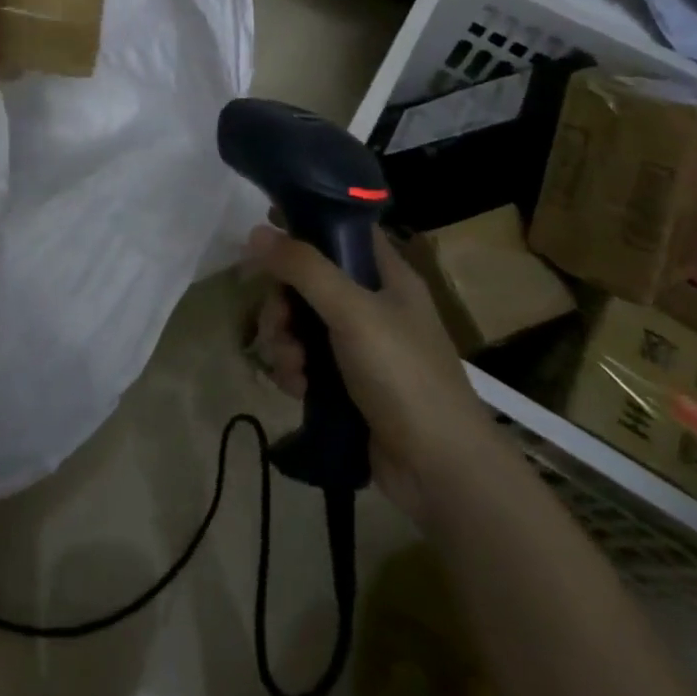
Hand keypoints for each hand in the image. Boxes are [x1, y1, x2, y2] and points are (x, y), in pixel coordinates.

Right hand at [250, 225, 504, 521]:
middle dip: (283, 301)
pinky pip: (305, 361)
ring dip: (284, 341)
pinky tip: (296, 389)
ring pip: (301, 322)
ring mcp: (360, 346)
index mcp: (387, 275)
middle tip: (277, 321)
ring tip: (291, 366)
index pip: (342, 230)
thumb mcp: (353, 312)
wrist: (440, 472)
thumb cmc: (404, 375)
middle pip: (309, 280)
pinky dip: (294, 371)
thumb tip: (256, 232)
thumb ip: (304, 268)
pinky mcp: (347, 384)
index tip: (267, 227)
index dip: (306, 223)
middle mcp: (373, 304)